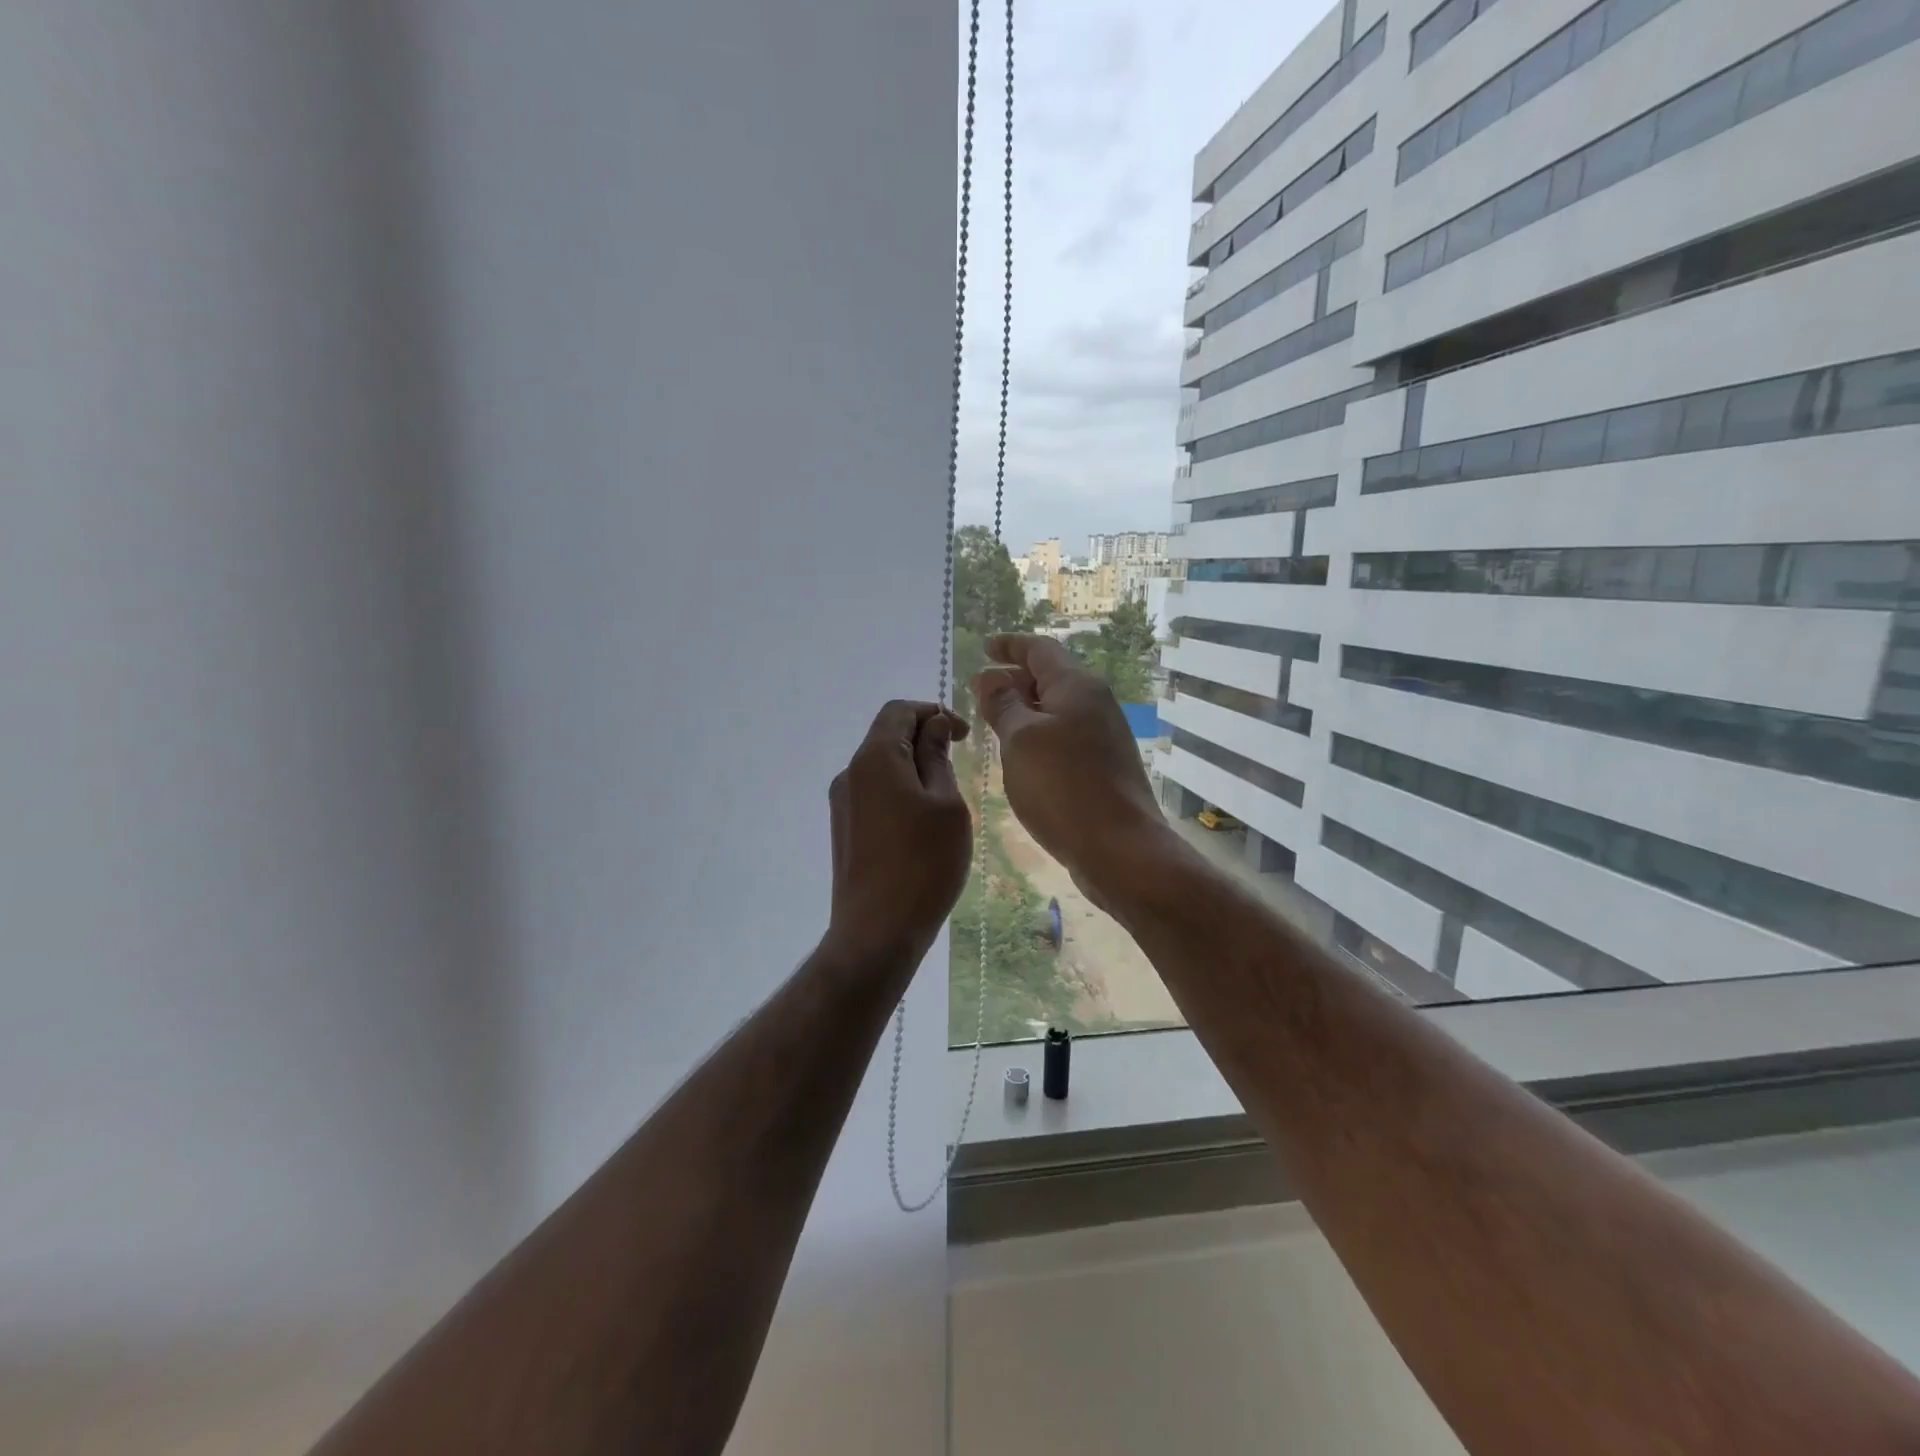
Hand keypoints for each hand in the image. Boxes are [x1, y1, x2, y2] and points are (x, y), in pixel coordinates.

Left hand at [823, 700, 972, 973]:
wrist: (877, 932)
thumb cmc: (923, 863)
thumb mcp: (946, 804)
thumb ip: (937, 757)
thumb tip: (933, 725)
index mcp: (874, 758)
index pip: (899, 711)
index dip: (933, 712)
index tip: (963, 736)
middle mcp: (850, 774)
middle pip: (887, 737)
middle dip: (924, 741)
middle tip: (959, 766)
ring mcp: (842, 805)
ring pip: (881, 768)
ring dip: (914, 770)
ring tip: (946, 801)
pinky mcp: (844, 831)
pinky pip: (875, 795)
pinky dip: (900, 793)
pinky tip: (922, 825)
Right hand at [971, 635, 1174, 907]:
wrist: (1119, 847)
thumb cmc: (1063, 787)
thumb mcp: (1020, 739)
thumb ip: (1002, 704)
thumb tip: (988, 677)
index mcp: (1076, 686)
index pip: (1039, 649)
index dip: (1010, 645)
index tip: (986, 646)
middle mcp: (1095, 704)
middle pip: (1050, 677)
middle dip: (1014, 679)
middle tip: (979, 692)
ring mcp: (1103, 737)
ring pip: (1056, 710)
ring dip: (1024, 710)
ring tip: (992, 723)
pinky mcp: (1103, 767)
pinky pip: (1064, 737)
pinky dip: (1038, 736)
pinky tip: (1020, 757)